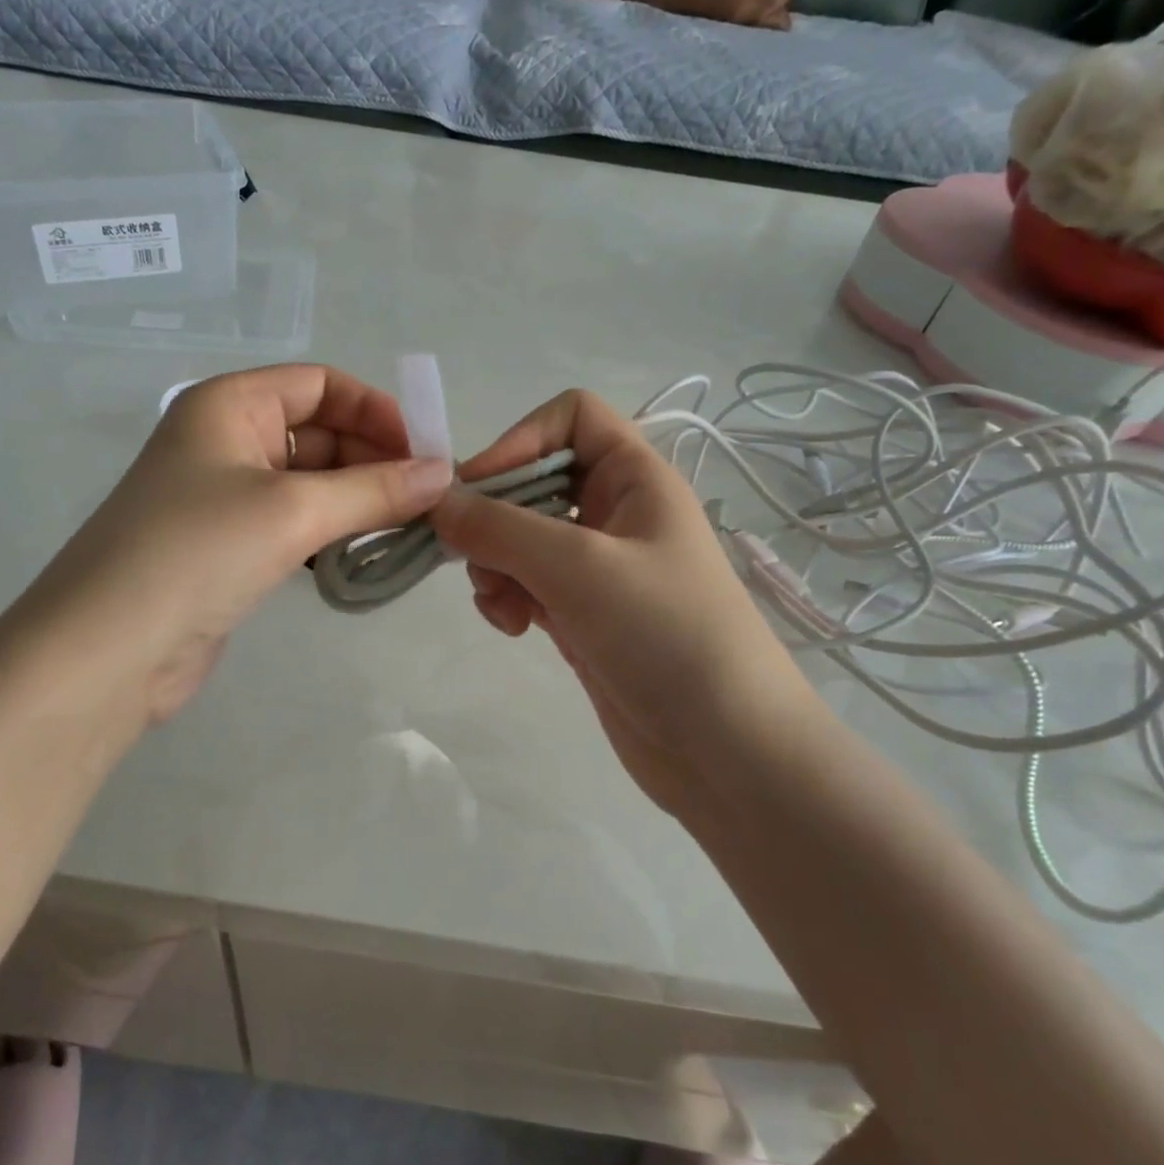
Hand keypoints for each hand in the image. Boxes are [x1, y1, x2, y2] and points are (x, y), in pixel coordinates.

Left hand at [34, 366, 451, 721]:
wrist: (109, 651)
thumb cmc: (198, 553)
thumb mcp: (293, 511)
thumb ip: (374, 490)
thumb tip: (442, 473)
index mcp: (229, 404)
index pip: (320, 384)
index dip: (376, 410)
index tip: (424, 454)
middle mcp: (226, 440)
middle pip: (320, 432)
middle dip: (375, 460)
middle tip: (429, 500)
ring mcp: (226, 496)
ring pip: (312, 482)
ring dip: (359, 500)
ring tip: (410, 528)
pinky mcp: (230, 547)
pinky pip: (296, 523)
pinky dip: (333, 532)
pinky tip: (365, 553)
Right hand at [430, 390, 820, 816]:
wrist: (725, 747)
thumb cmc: (665, 633)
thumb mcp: (578, 567)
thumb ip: (500, 528)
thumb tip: (438, 504)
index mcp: (636, 477)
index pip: (572, 417)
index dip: (521, 439)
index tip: (479, 489)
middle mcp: (617, 512)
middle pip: (535, 481)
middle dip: (495, 516)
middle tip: (472, 557)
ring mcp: (599, 567)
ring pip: (522, 537)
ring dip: (495, 563)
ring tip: (499, 604)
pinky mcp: (584, 614)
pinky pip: (527, 584)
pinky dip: (509, 598)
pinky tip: (513, 628)